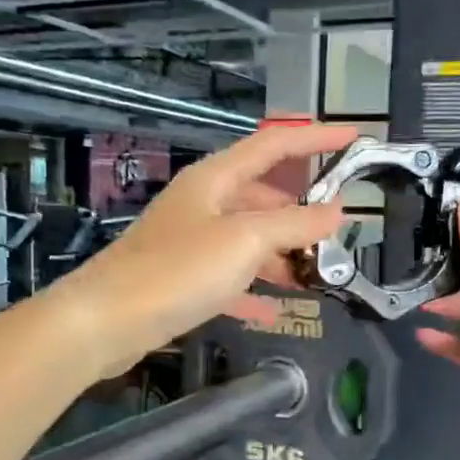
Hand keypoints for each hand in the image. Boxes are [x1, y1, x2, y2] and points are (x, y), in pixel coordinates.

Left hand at [55, 122, 357, 378]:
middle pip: (262, 195)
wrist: (106, 321)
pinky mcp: (181, 278)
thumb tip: (337, 211)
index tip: (353, 139)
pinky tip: (273, 311)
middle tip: (337, 233)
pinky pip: (229, 277)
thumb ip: (295, 223)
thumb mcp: (246, 241)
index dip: (315, 139)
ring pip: (248, 238)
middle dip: (300, 211)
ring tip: (314, 276)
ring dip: (281, 254)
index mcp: (216, 179)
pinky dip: (253, 289)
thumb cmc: (178, 270)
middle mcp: (202, 203)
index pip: (275, 144)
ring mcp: (190, 241)